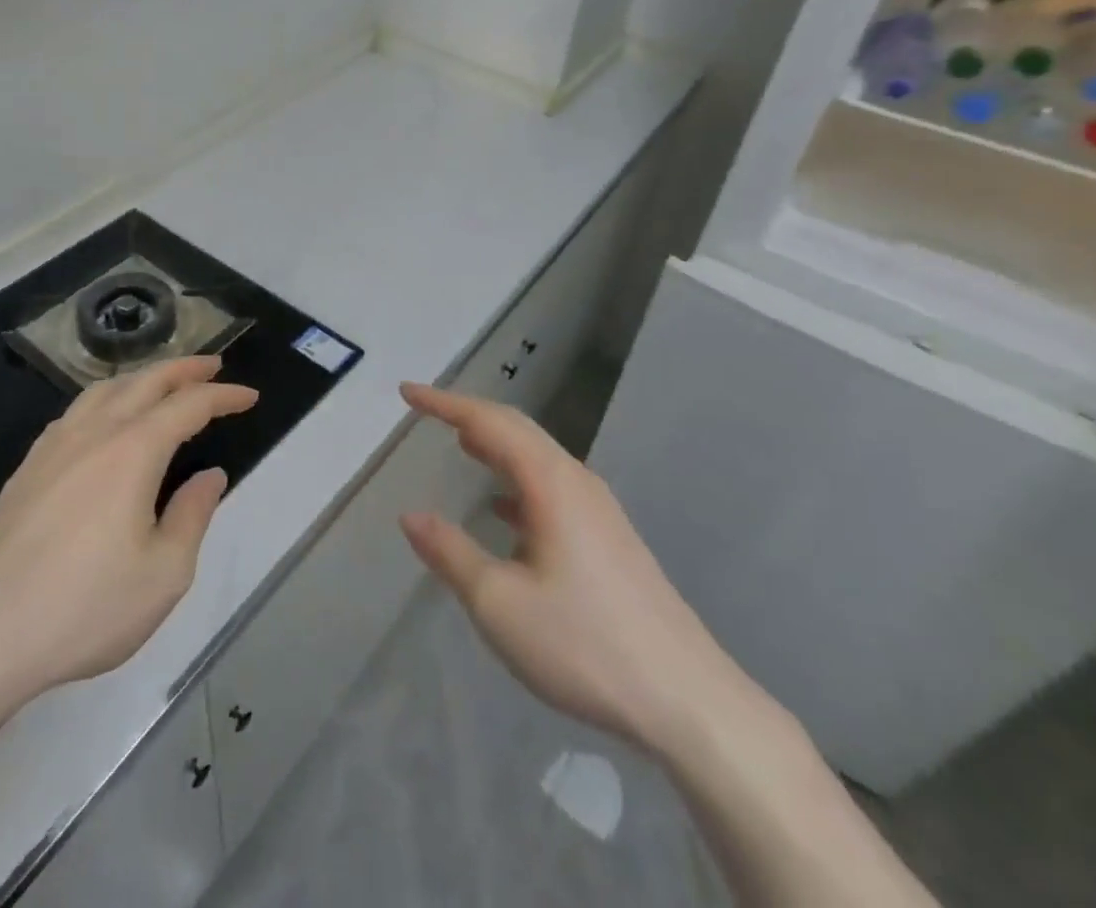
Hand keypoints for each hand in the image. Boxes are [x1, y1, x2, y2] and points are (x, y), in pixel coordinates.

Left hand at [0, 356, 256, 726]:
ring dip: (142, 377)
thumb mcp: (162, 575)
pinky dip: (106, 398)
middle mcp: (93, 433)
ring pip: (105, 389)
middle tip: (213, 365)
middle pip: (144, 382)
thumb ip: (192, 516)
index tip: (249, 396)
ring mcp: (53, 447)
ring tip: (163, 382)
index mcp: (132, 451)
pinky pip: (75, 411)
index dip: (223, 396)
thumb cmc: (82, 609)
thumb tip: (209, 476)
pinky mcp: (27, 468)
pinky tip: (105, 419)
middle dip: (184, 369)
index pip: (188, 405)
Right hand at [397, 383, 770, 764]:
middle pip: (517, 429)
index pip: (488, 421)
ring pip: (538, 458)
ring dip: (496, 445)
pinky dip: (518, 480)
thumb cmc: (584, 645)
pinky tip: (504, 511)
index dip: (444, 403)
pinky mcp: (610, 539)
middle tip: (427, 411)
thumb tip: (410, 516)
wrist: (689, 702)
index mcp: (550, 483)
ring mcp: (599, 510)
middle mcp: (577, 482)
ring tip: (462, 445)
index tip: (407, 392)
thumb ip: (450, 553)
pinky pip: (552, 487)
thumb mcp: (499, 603)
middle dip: (469, 415)